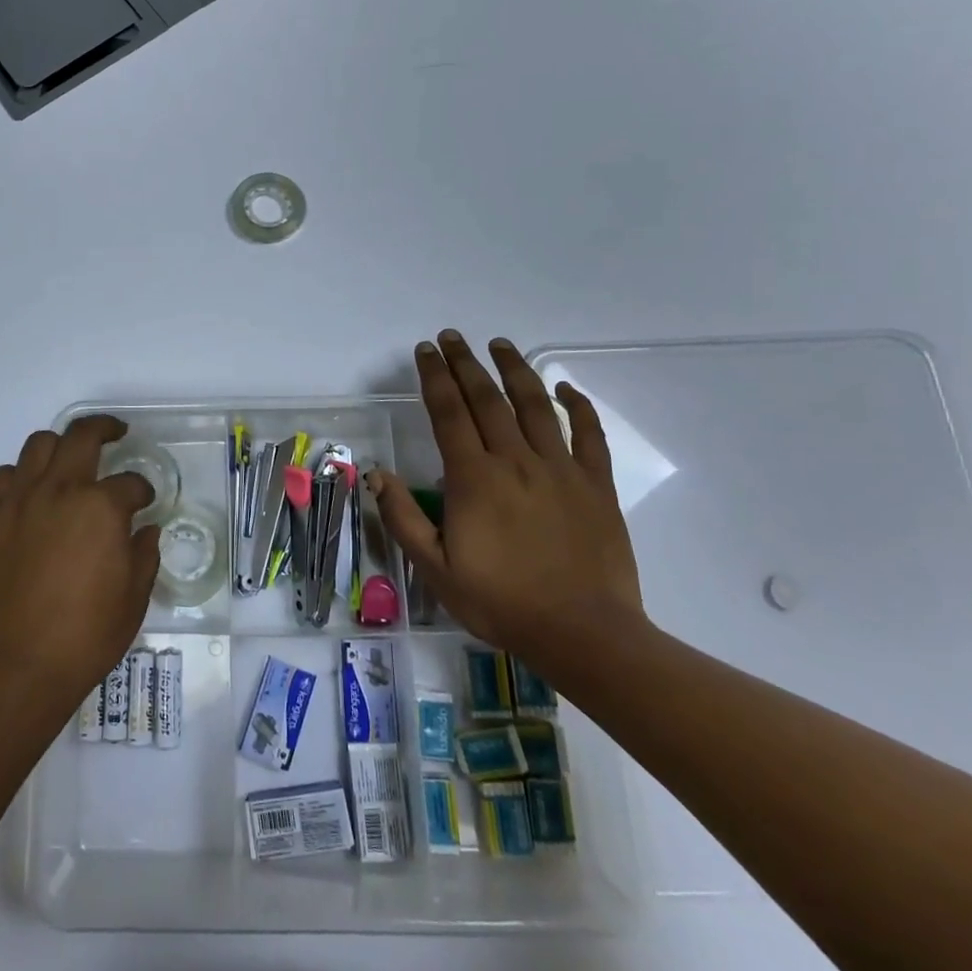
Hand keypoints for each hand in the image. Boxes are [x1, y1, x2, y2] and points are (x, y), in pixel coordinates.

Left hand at [0, 416, 160, 714]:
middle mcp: (60, 490)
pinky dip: (19, 477)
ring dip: (59, 446)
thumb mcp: (134, 598)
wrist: (17, 668)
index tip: (144, 501)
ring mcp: (18, 500)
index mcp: (101, 507)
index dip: (143, 490)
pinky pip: (2, 477)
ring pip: (38, 445)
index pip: (130, 483)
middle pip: (82, 435)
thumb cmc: (85, 636)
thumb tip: (145, 530)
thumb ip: (144, 554)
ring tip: (69, 461)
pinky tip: (29, 494)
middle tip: (115, 432)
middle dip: (104, 428)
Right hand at [370, 331, 645, 668]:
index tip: (425, 350)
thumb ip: (403, 517)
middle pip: (487, 398)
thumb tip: (375, 473)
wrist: (583, 634)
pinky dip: (579, 406)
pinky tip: (566, 388)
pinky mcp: (596, 484)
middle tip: (452, 336)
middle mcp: (515, 460)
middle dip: (466, 363)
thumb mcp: (436, 569)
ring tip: (500, 344)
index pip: (448, 412)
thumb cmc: (501, 602)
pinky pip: (589, 435)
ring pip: (535, 405)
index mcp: (474, 478)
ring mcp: (559, 468)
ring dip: (515, 370)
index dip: (434, 376)